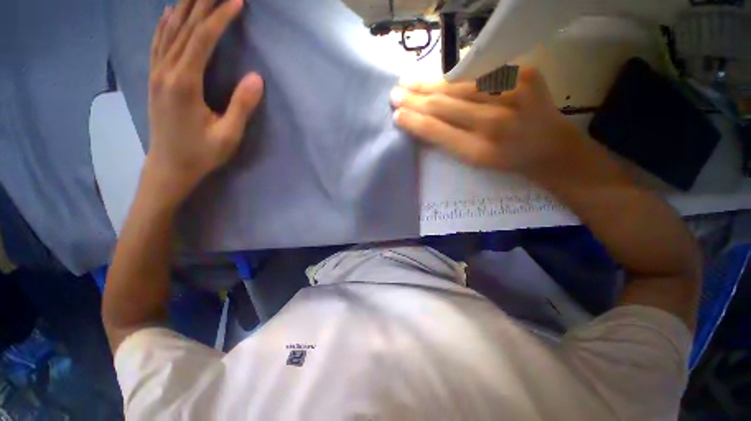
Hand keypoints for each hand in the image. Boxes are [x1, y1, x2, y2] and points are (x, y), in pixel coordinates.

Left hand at [146, 0, 262, 204]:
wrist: (169, 166)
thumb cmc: (201, 153)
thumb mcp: (228, 135)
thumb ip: (241, 106)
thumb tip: (256, 78)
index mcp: (184, 84)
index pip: (202, 40)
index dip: (219, 18)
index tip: (236, 0)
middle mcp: (166, 71)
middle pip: (183, 28)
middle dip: (202, 4)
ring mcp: (157, 74)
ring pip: (168, 32)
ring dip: (184, 9)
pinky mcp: (156, 79)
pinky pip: (158, 44)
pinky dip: (164, 25)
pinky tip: (168, 13)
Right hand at [391, 68, 583, 183]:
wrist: (552, 147)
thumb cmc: (508, 159)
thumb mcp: (475, 161)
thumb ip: (448, 141)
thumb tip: (420, 121)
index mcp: (482, 151)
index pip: (438, 131)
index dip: (415, 122)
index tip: (396, 116)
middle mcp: (497, 121)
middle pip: (445, 105)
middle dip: (415, 99)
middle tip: (395, 94)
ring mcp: (514, 92)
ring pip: (458, 85)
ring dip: (428, 84)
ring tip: (408, 82)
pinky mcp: (525, 72)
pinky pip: (478, 74)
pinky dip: (453, 77)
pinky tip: (436, 79)